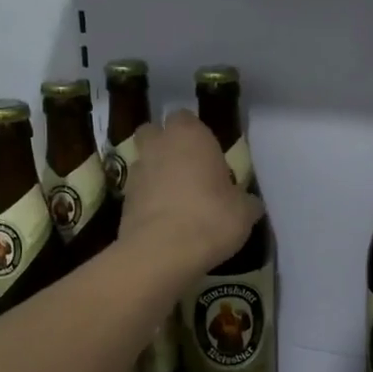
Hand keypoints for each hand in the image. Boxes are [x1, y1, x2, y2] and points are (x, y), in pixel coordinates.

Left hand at [118, 110, 262, 277]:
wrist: (162, 252)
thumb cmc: (211, 218)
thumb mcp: (244, 212)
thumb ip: (245, 201)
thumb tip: (249, 203)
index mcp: (190, 136)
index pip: (186, 118)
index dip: (196, 135)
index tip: (209, 155)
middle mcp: (158, 145)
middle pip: (154, 132)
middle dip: (166, 145)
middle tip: (187, 169)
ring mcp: (136, 172)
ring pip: (144, 161)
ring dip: (156, 173)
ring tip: (176, 198)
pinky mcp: (123, 200)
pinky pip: (138, 191)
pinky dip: (148, 199)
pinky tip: (164, 219)